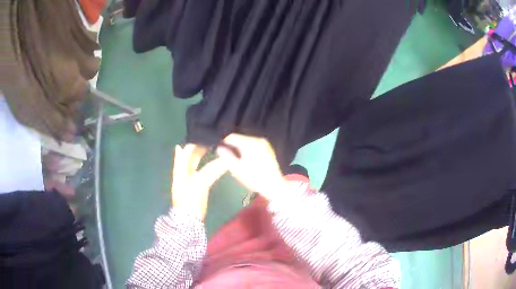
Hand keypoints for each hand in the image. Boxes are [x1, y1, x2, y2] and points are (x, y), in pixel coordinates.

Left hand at [171, 144, 228, 220]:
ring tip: (217, 148)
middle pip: (191, 155)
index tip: (207, 135)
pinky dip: (209, 166)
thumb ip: (212, 170)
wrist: (189, 220)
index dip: (195, 142)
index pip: (187, 150)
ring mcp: (189, 179)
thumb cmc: (191, 200)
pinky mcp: (196, 185)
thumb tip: (225, 159)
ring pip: (197, 163)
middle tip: (215, 140)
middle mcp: (183, 171)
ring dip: (205, 156)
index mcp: (181, 169)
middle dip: (201, 147)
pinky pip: (203, 171)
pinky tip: (217, 163)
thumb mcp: (200, 183)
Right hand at [216, 134, 287, 200]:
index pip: (232, 137)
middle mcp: (258, 139)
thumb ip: (226, 156)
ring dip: (240, 148)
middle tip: (228, 157)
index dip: (223, 143)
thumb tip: (219, 148)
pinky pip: (254, 145)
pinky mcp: (268, 148)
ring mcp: (264, 143)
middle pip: (240, 138)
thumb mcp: (237, 169)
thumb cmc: (254, 178)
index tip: (220, 152)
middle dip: (233, 146)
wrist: (274, 185)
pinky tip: (247, 159)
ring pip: (247, 141)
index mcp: (250, 143)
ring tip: (237, 159)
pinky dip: (248, 149)